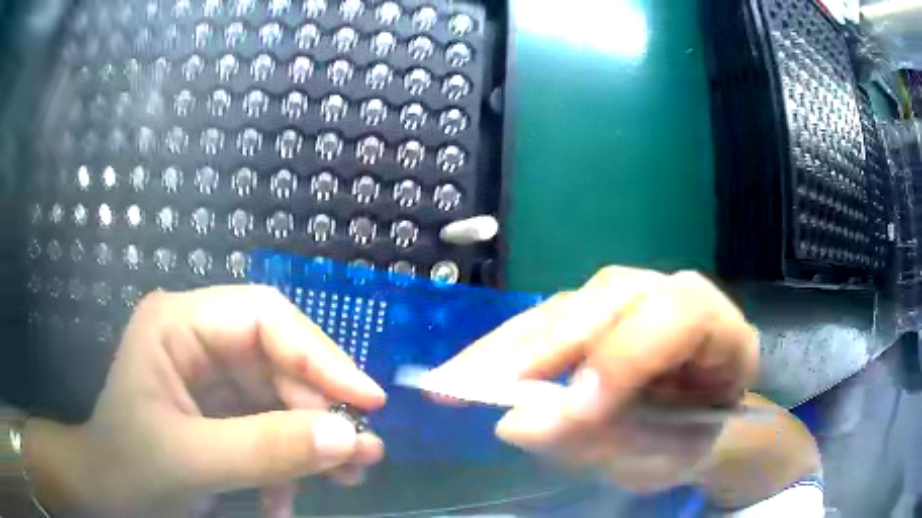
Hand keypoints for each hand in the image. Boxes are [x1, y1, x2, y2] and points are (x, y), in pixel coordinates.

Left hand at [24, 286, 386, 516]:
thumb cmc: (130, 467)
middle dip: (319, 410)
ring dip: (310, 441)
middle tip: (361, 455)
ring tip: (345, 479)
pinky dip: (286, 462)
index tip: (367, 401)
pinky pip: (269, 424)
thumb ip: (266, 449)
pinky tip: (284, 497)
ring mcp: (210, 374)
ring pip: (281, 396)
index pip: (263, 317)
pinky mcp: (220, 408)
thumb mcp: (191, 461)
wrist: (108, 492)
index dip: (319, 354)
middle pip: (278, 359)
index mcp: (178, 324)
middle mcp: (197, 338)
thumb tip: (348, 438)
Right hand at [430, 267, 758, 492]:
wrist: (695, 421)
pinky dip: (502, 349)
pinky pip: (544, 322)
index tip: (572, 412)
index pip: (678, 316)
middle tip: (484, 389)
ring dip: (507, 347)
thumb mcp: (664, 456)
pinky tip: (467, 370)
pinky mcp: (594, 312)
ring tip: (456, 382)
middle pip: (610, 298)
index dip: (625, 357)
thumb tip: (518, 424)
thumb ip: (607, 443)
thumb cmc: (690, 439)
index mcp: (720, 330)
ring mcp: (630, 298)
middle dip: (547, 347)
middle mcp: (672, 296)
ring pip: (566, 305)